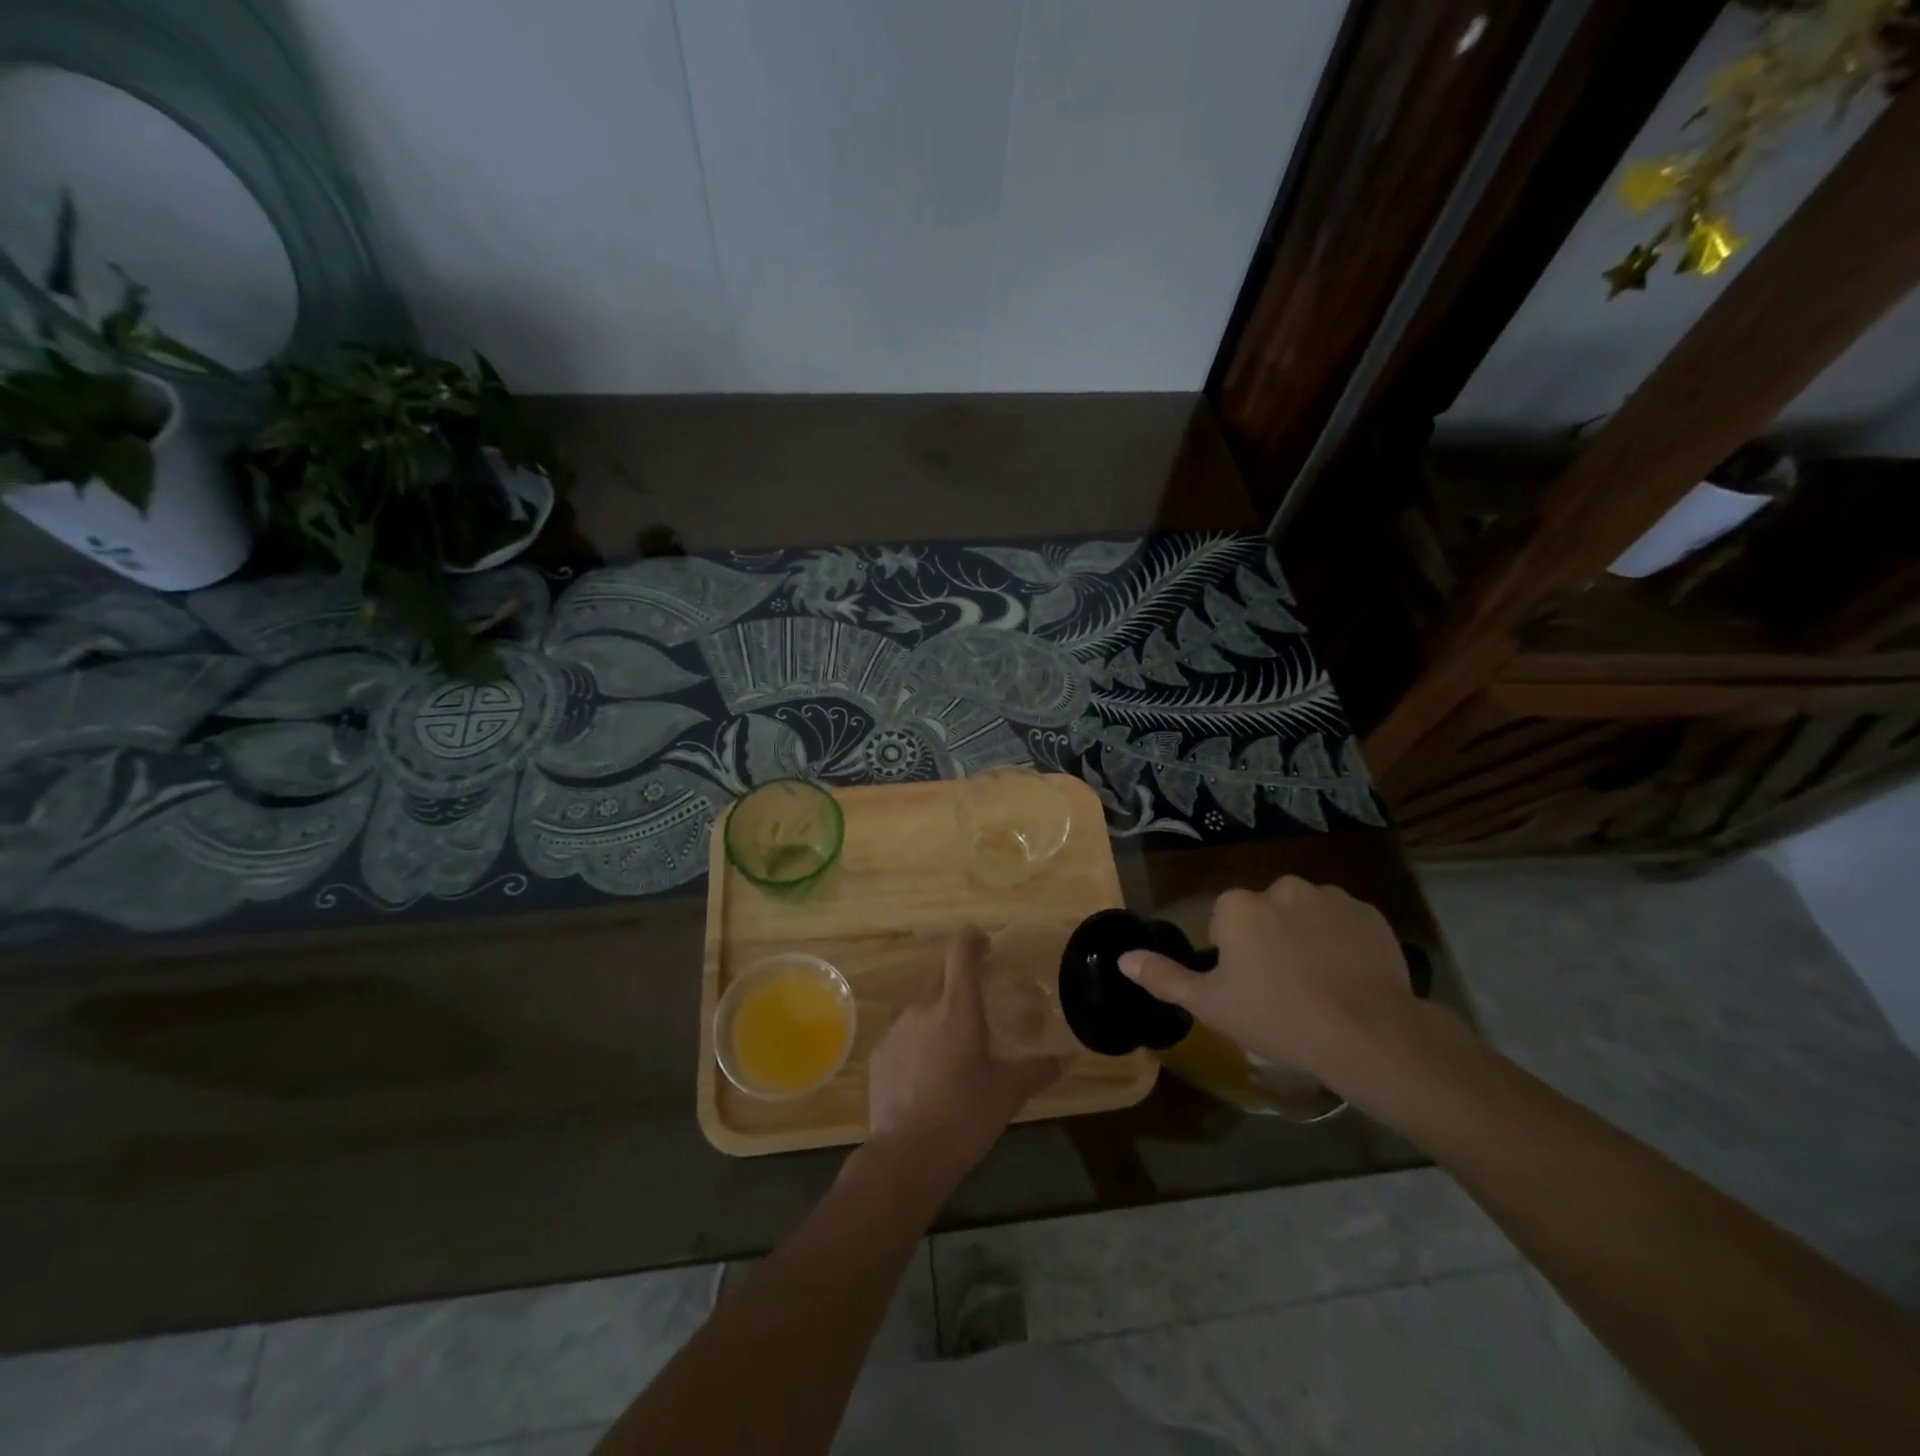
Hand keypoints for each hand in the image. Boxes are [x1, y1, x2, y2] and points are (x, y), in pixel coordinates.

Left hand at [866, 927, 1063, 1196]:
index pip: (961, 952)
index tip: (984, 942)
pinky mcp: (879, 1053)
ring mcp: (897, 1028)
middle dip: (959, 981)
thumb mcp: (1008, 1093)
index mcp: (958, 1009)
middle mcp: (924, 1008)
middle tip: (979, 1003)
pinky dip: (918, 1042)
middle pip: (941, 976)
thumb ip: (1039, 1069)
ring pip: (922, 1007)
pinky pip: (904, 1034)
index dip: (972, 939)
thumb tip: (1068, 1056)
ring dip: (938, 1016)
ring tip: (954, 1048)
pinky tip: (928, 1074)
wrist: (907, 1156)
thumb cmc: (965, 1117)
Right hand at [1118, 876, 1417, 1090]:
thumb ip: (1164, 977)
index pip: (1226, 919)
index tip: (1248, 985)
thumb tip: (1122, 959)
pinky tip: (1349, 977)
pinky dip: (1343, 941)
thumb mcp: (1210, 1005)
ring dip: (1307, 936)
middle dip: (1270, 938)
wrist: (1367, 1033)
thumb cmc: (1277, 1017)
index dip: (1233, 952)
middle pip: (1266, 911)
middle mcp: (1281, 888)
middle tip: (1283, 986)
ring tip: (1320, 984)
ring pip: (1306, 914)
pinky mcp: (1370, 913)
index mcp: (1239, 906)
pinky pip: (1345, 922)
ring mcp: (1330, 897)